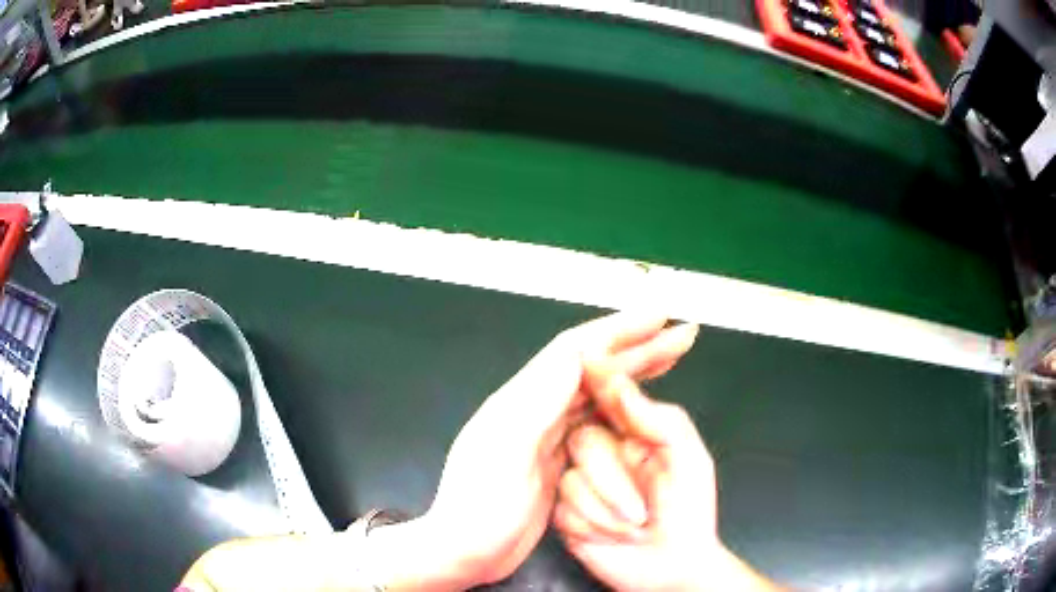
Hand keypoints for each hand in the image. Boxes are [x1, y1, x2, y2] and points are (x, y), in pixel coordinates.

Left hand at [421, 313, 698, 587]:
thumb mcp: (505, 455)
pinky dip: (622, 408)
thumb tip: (576, 352)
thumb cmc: (479, 509)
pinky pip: (596, 422)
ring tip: (669, 361)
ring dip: (634, 374)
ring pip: (598, 393)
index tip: (657, 318)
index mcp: (521, 402)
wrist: (464, 552)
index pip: (575, 352)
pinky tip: (639, 407)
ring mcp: (546, 435)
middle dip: (637, 348)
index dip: (618, 331)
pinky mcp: (555, 459)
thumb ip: (537, 402)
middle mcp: (535, 410)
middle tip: (679, 336)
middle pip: (593, 368)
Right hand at [553, 358, 780, 591]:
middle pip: (583, 441)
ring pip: (571, 479)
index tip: (588, 363)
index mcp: (634, 435)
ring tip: (636, 525)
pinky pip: (564, 510)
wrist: (674, 565)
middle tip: (643, 508)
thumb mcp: (689, 458)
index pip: (607, 401)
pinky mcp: (567, 514)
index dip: (596, 384)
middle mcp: (605, 455)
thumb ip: (659, 419)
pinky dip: (595, 527)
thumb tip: (620, 385)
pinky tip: (614, 537)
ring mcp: (583, 485)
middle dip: (613, 480)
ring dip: (609, 510)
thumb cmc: (689, 512)